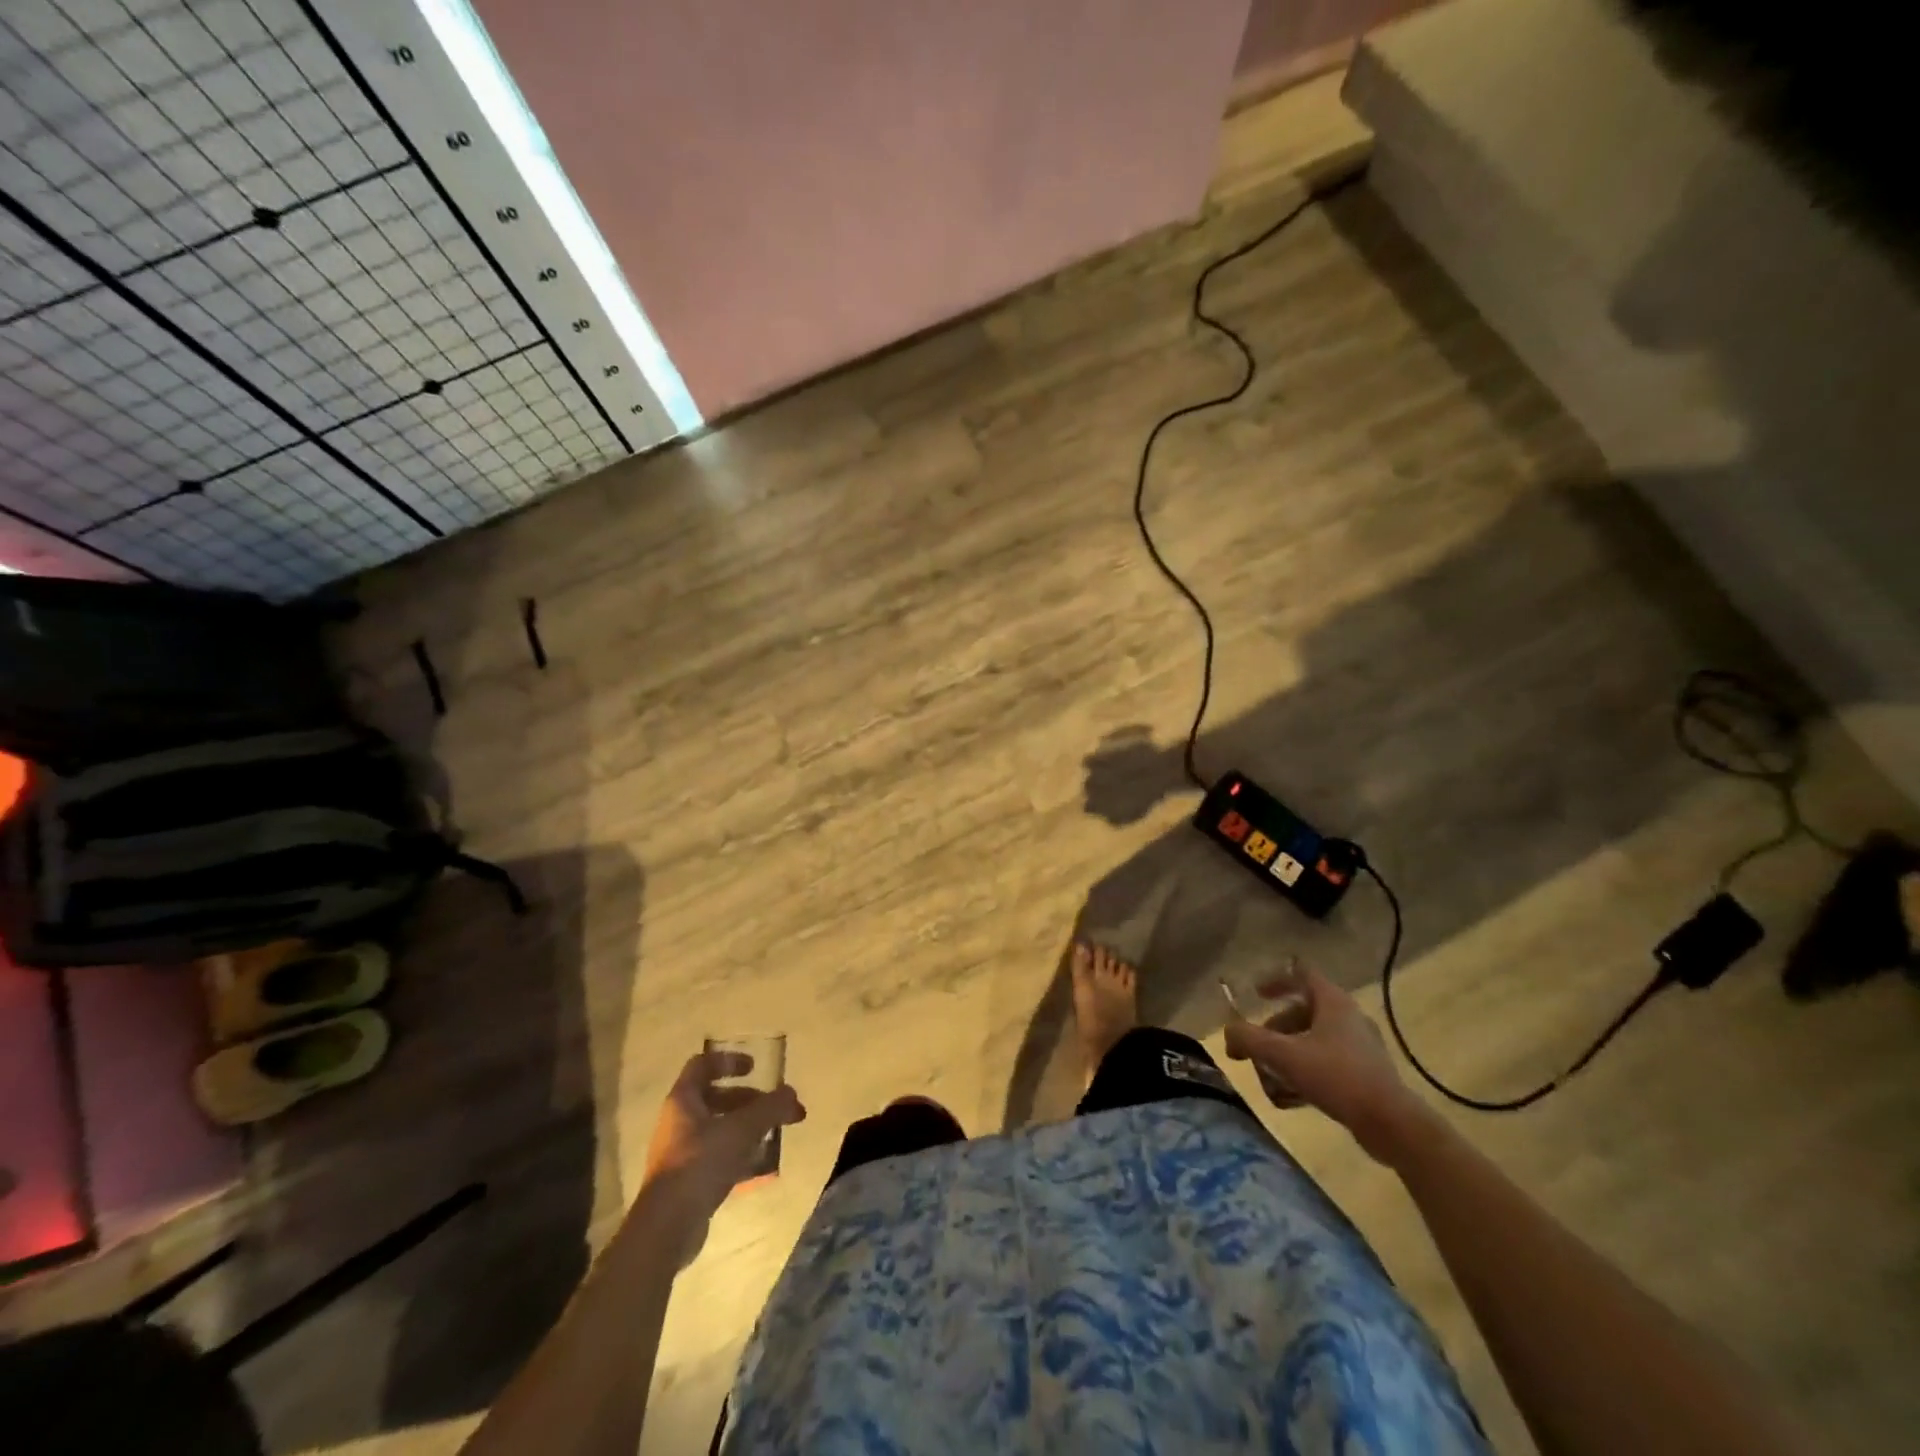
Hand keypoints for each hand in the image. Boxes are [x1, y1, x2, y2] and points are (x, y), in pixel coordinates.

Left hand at [640, 1051, 805, 1261]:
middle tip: (778, 1109)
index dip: (729, 1060)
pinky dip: (738, 1154)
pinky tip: (760, 1166)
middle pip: (716, 1097)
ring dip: (746, 1127)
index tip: (755, 1067)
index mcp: (683, 1100)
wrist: (667, 1227)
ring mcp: (680, 1153)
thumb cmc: (701, 1163)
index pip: (703, 1064)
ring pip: (718, 1128)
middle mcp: (678, 1121)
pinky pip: (716, 1156)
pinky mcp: (686, 1181)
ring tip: (773, 1136)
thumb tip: (791, 1093)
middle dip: (750, 1100)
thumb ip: (770, 1108)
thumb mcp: (742, 1129)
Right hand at [1224, 964, 1426, 1163]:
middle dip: (1273, 1033)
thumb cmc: (1336, 1077)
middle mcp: (1348, 1018)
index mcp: (1333, 1002)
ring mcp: (1359, 1048)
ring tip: (1270, 1084)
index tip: (1255, 994)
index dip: (1276, 980)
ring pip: (1310, 1043)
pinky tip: (1290, 1100)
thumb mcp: (1283, 1055)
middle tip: (1255, 1052)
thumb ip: (1249, 1040)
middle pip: (1301, 1014)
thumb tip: (1228, 1034)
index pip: (1301, 974)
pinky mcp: (1365, 1075)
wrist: (1392, 1124)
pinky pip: (1325, 1065)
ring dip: (1285, 1059)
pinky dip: (1304, 1076)